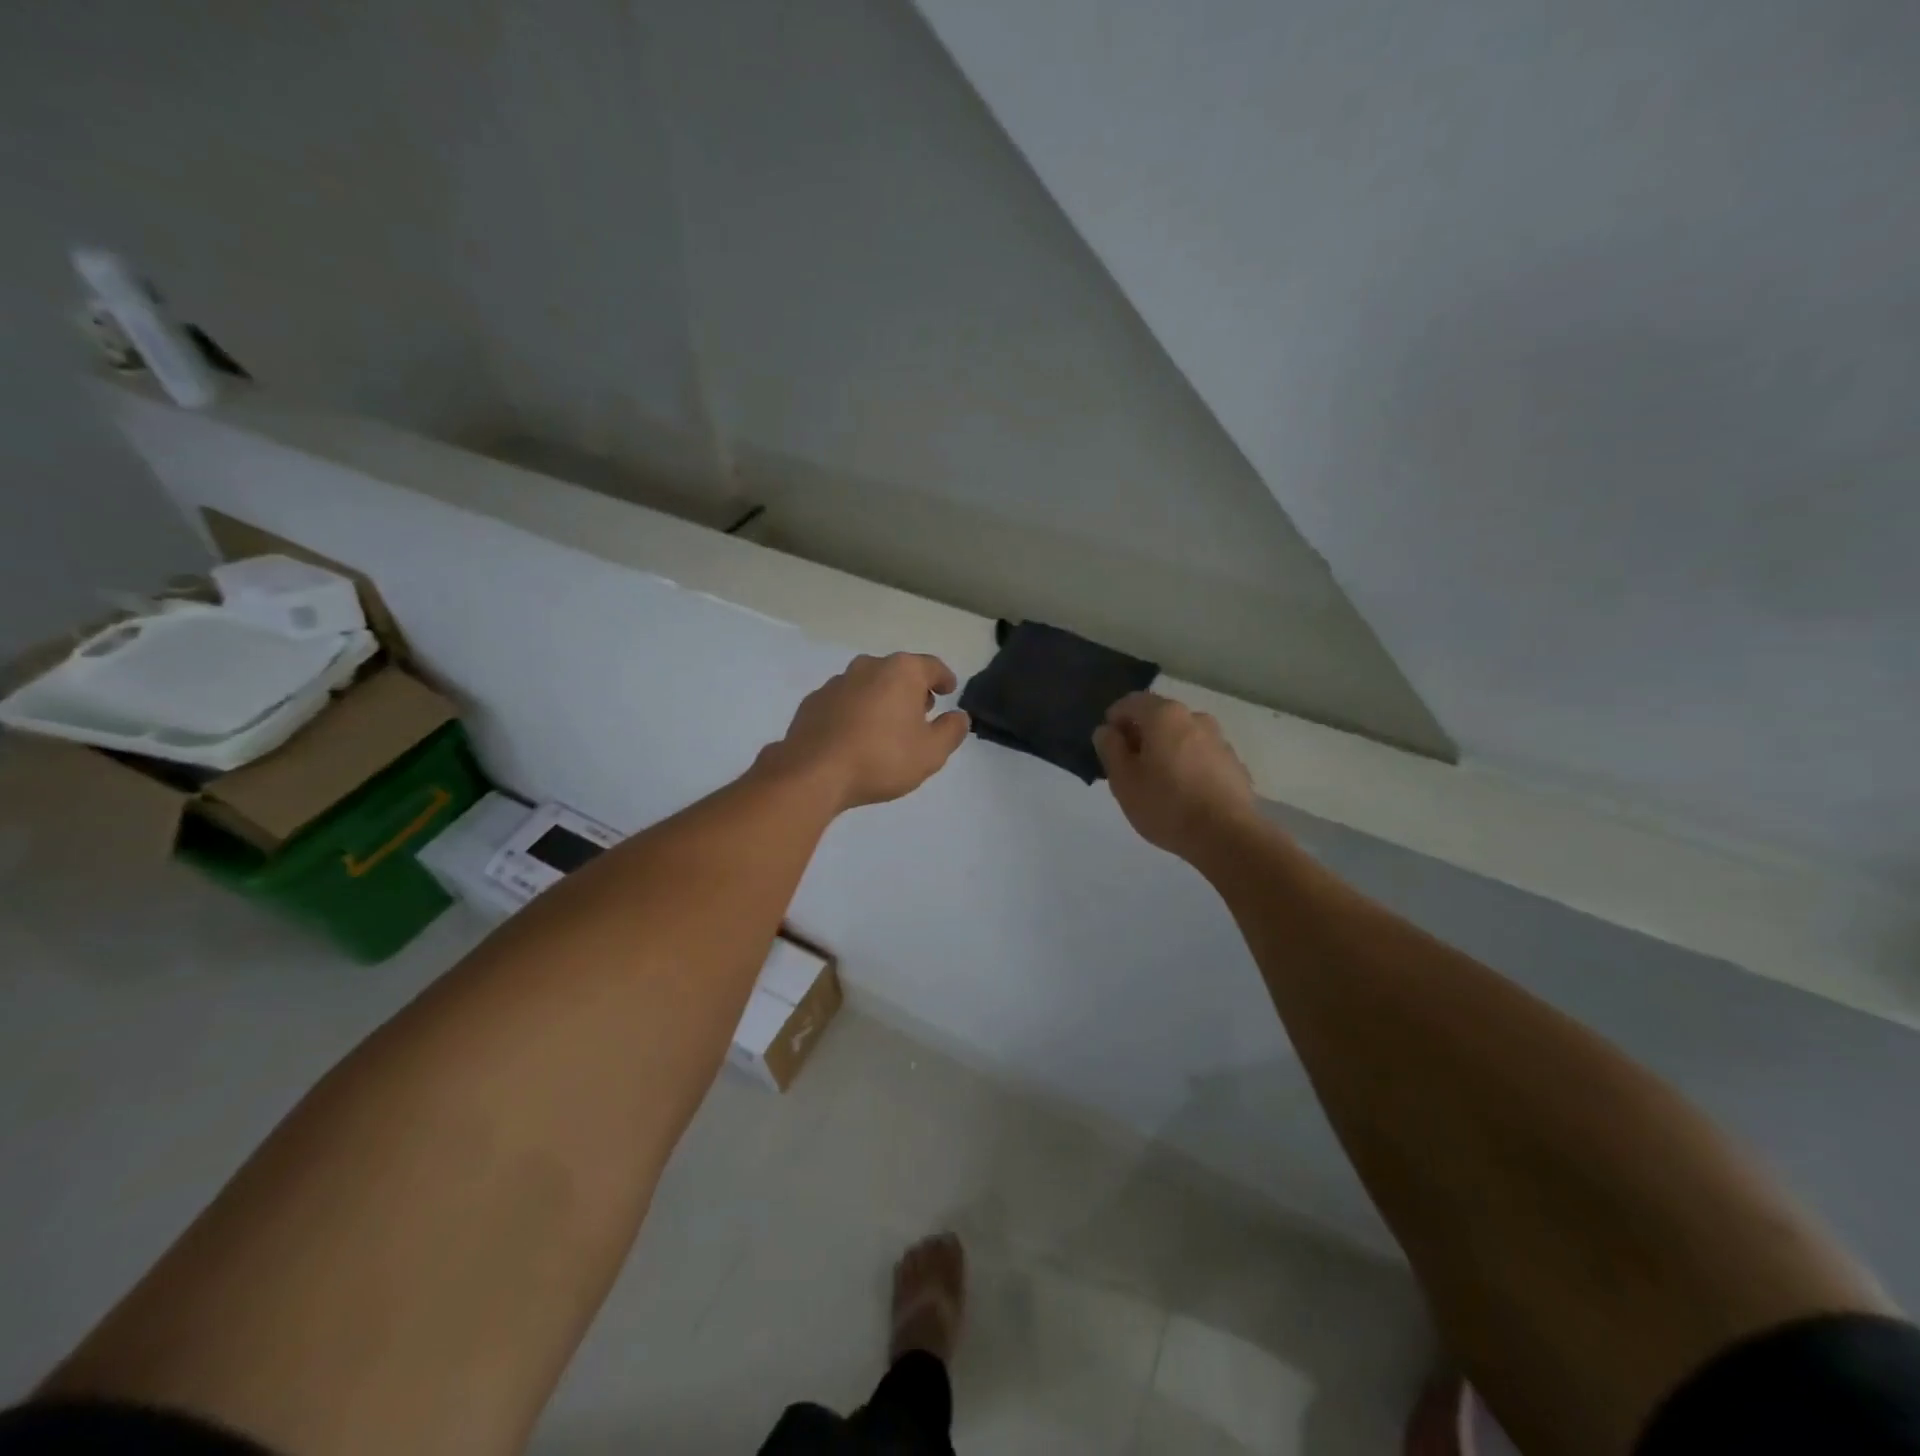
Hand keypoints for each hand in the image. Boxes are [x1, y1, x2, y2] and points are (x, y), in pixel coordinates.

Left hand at [767, 653, 970, 809]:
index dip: (944, 678)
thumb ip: (951, 731)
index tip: (949, 689)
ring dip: (882, 700)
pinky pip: (845, 702)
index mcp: (901, 671)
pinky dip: (856, 712)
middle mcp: (868, 667)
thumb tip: (959, 716)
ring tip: (888, 727)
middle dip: (912, 690)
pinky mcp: (813, 702)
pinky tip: (857, 736)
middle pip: (899, 672)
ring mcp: (836, 683)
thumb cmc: (881, 758)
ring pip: (869, 685)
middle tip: (921, 712)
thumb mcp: (931, 752)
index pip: (932, 666)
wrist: (813, 773)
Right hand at [1093, 692, 1257, 860]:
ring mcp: (1219, 740)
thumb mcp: (1123, 779)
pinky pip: (1201, 756)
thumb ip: (1110, 748)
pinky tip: (1183, 794)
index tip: (1107, 746)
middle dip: (1141, 736)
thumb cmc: (1166, 804)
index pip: (1131, 702)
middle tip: (1129, 768)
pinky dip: (1187, 765)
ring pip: (1182, 737)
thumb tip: (1107, 731)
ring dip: (1165, 751)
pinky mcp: (1234, 764)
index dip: (1114, 720)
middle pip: (1159, 718)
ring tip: (1157, 783)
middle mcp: (1195, 718)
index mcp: (1164, 715)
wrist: (1227, 836)